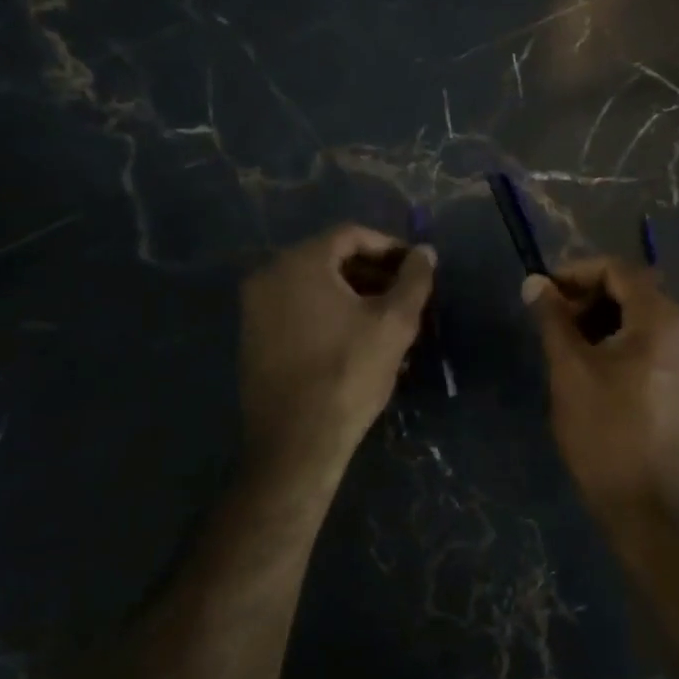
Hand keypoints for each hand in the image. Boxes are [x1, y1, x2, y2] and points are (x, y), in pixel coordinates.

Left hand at [240, 224, 435, 489]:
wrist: (295, 442)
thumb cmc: (348, 373)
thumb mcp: (394, 323)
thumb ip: (414, 279)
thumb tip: (425, 252)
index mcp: (300, 263)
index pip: (351, 235)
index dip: (390, 247)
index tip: (416, 268)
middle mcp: (269, 276)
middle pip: (331, 259)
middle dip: (374, 274)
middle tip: (406, 296)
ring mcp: (255, 309)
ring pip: (315, 287)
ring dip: (355, 296)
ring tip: (389, 322)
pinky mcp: (253, 338)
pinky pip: (298, 310)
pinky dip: (330, 315)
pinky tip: (358, 341)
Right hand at [523, 258, 678, 521]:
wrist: (645, 503)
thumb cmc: (604, 430)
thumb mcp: (570, 368)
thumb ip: (552, 319)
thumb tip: (534, 282)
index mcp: (660, 320)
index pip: (618, 270)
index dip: (577, 272)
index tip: (543, 291)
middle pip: (633, 291)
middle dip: (588, 296)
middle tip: (552, 319)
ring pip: (640, 319)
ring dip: (601, 319)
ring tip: (565, 342)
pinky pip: (649, 345)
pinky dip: (618, 341)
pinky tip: (590, 365)